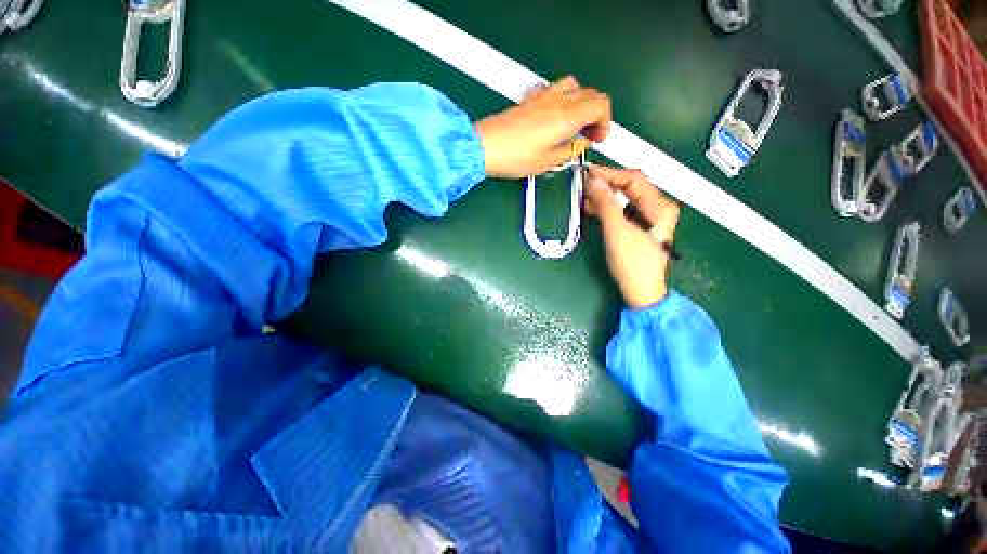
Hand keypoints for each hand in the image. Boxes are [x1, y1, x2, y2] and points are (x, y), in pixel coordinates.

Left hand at [474, 76, 610, 178]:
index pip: (601, 104)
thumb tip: (582, 143)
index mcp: (566, 117)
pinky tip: (555, 117)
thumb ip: (569, 151)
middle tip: (588, 135)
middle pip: (590, 93)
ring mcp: (543, 96)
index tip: (598, 139)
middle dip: (596, 113)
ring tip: (574, 124)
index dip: (605, 121)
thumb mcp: (546, 162)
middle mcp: (557, 100)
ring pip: (574, 87)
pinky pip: (555, 89)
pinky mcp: (530, 99)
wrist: (484, 146)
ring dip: (581, 103)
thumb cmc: (515, 158)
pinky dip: (564, 99)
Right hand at [584, 166, 679, 308]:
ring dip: (604, 196)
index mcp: (659, 206)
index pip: (634, 178)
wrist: (640, 292)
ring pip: (624, 198)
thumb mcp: (617, 232)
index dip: (610, 173)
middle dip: (606, 184)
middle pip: (630, 187)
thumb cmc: (632, 263)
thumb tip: (593, 180)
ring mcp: (649, 217)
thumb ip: (606, 204)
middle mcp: (657, 207)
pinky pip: (622, 210)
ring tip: (583, 196)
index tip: (587, 173)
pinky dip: (606, 208)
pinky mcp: (639, 227)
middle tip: (582, 184)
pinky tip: (591, 208)